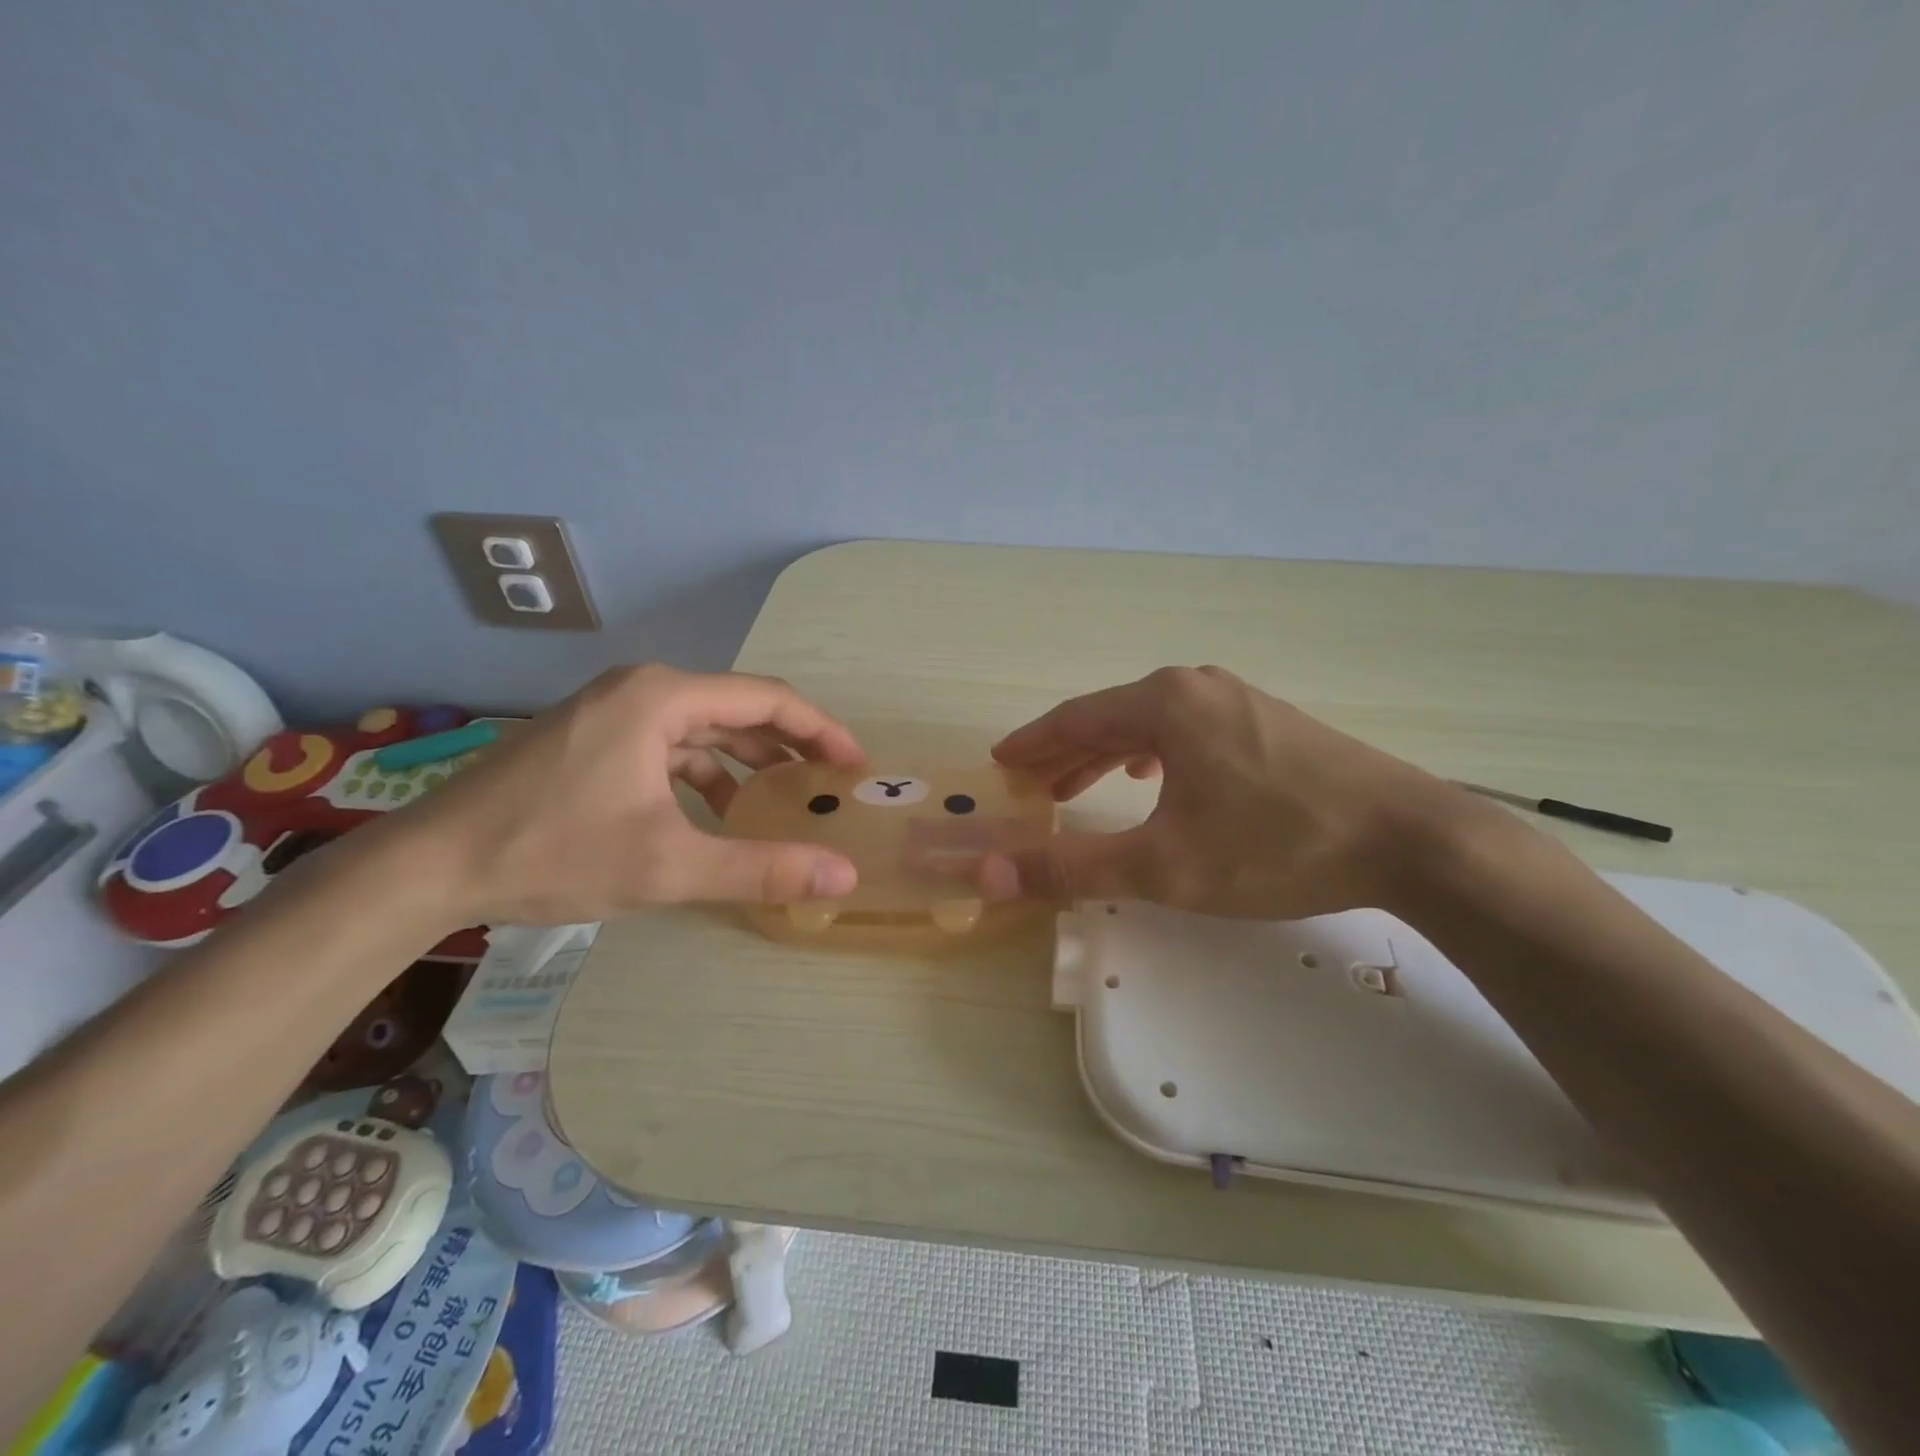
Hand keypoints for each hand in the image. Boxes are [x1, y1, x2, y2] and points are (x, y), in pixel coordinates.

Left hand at [388, 664, 865, 926]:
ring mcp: (611, 711)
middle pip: (738, 708)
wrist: (427, 866)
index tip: (856, 765)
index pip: (768, 698)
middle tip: (830, 783)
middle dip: (789, 745)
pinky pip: (670, 746)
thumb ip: (761, 867)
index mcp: (662, 697)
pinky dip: (705, 774)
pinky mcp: (593, 738)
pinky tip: (717, 813)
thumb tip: (844, 875)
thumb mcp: (667, 865)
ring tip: (784, 801)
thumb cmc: (552, 852)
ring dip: (748, 762)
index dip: (822, 730)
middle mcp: (640, 689)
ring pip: (704, 728)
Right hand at [986, 665, 1480, 917]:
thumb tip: (991, 873)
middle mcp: (1196, 686)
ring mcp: (1238, 699)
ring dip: (1106, 754)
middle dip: (1065, 752)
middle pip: (1110, 717)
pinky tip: (1153, 777)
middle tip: (1031, 784)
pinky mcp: (1268, 720)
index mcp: (1164, 703)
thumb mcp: (1164, 866)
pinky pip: (1187, 730)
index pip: (1075, 718)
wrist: (1409, 839)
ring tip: (1078, 787)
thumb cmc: (1276, 846)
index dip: (1032, 744)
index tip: (1001, 762)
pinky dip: (1152, 753)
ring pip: (1150, 724)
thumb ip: (1073, 868)